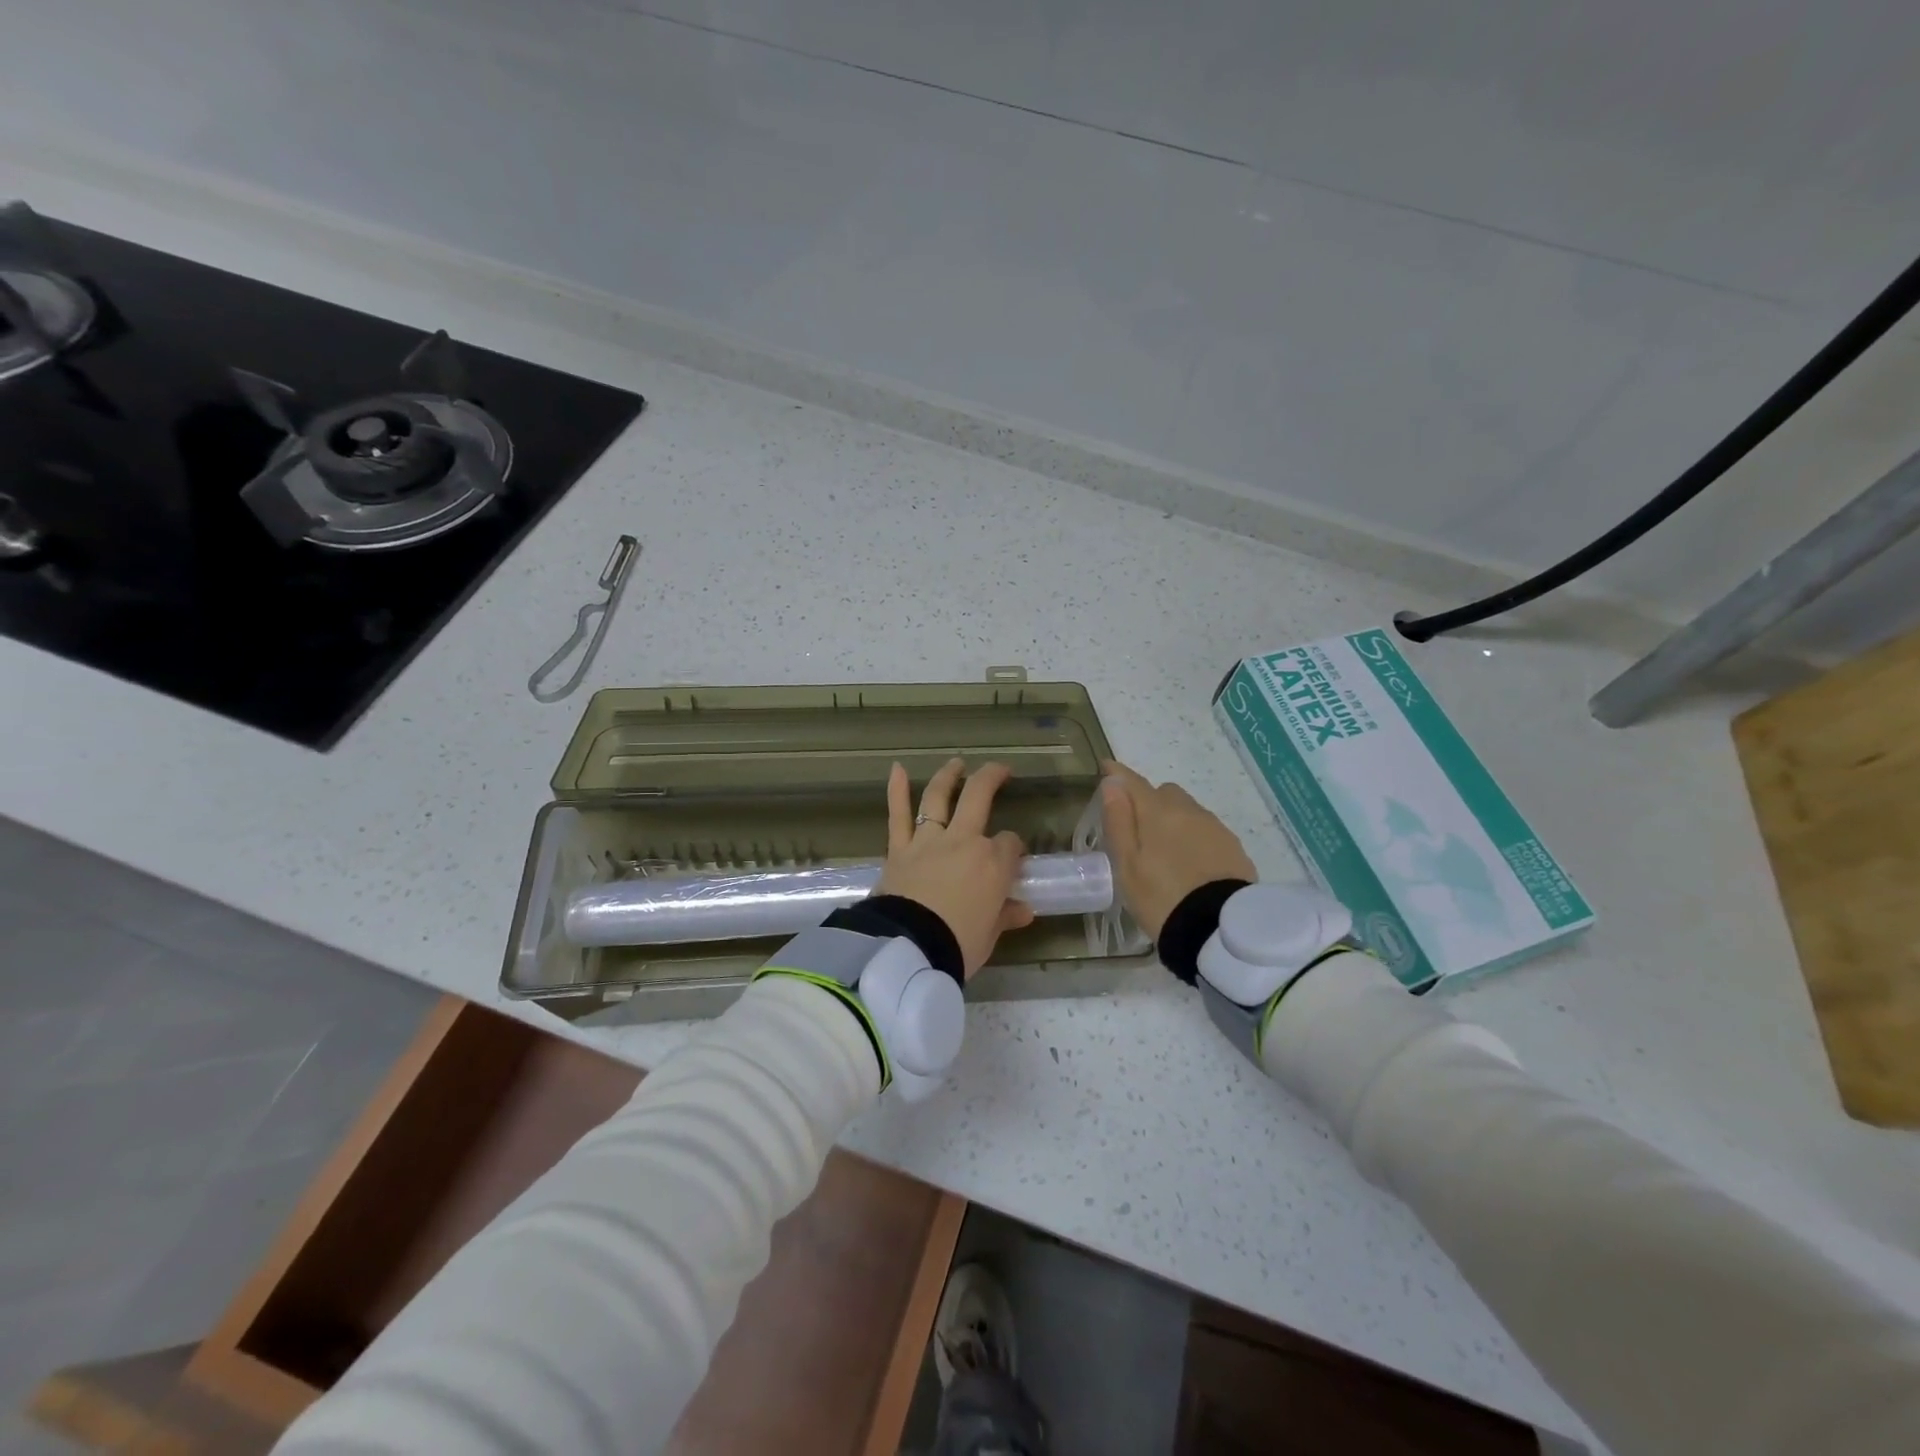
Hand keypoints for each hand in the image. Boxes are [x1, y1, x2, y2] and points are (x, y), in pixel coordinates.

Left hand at [879, 759, 1035, 976]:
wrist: (910, 948)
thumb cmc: (958, 944)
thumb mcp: (989, 935)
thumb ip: (1005, 916)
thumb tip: (1024, 910)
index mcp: (993, 863)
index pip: (1010, 844)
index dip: (1013, 848)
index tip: (1012, 859)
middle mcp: (964, 841)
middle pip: (979, 797)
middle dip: (992, 778)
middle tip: (1000, 770)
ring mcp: (929, 840)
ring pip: (938, 797)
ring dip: (948, 776)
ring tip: (956, 762)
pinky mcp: (899, 848)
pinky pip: (897, 815)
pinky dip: (896, 790)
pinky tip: (896, 768)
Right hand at [1100, 760, 1256, 938]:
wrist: (1218, 929)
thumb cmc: (1161, 897)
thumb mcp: (1127, 864)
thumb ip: (1118, 820)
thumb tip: (1112, 783)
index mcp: (1158, 812)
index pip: (1133, 782)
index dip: (1118, 774)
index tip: (1106, 767)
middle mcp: (1189, 811)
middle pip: (1164, 793)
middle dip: (1149, 802)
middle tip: (1138, 832)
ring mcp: (1215, 828)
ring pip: (1188, 811)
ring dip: (1174, 821)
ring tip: (1165, 854)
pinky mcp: (1233, 847)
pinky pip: (1206, 831)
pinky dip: (1193, 838)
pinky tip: (1190, 865)